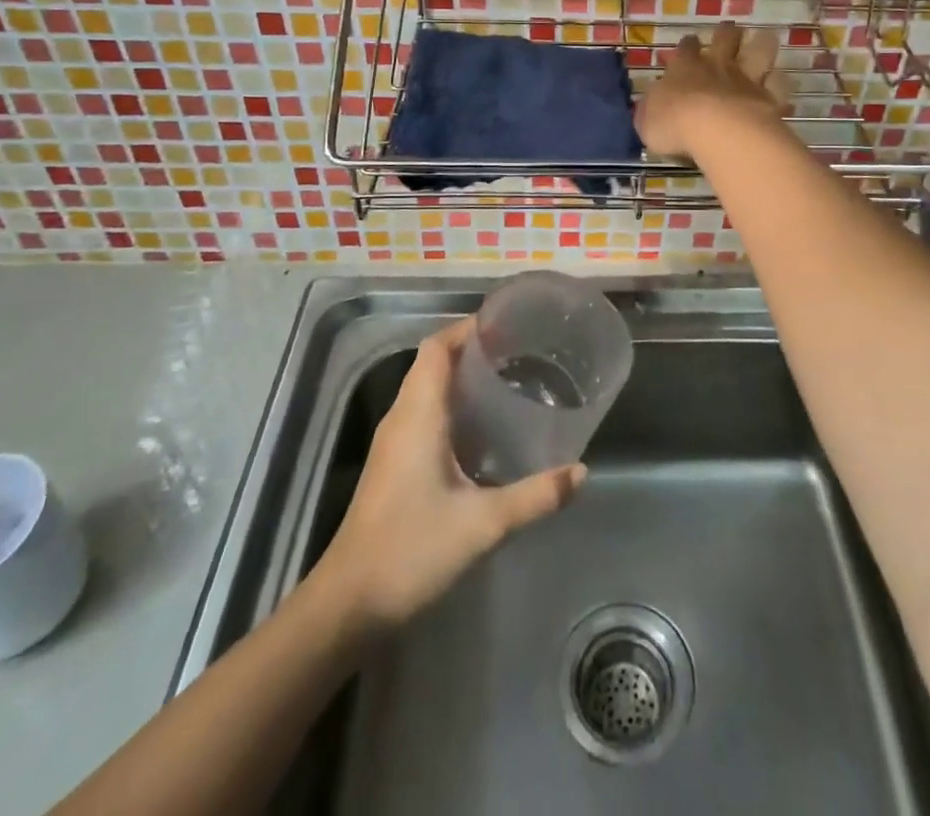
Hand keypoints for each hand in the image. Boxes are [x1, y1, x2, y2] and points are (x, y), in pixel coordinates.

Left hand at [316, 318, 584, 627]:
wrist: (348, 604)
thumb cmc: (411, 550)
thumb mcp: (482, 523)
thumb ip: (534, 496)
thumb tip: (581, 472)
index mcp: (418, 414)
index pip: (437, 347)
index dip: (468, 328)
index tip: (508, 325)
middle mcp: (402, 417)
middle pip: (433, 361)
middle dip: (472, 349)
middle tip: (520, 350)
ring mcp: (394, 441)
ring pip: (427, 387)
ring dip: (462, 376)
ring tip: (509, 379)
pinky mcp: (393, 464)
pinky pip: (425, 413)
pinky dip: (453, 404)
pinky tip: (484, 427)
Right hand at [635, 22, 790, 158]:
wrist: (716, 130)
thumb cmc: (673, 123)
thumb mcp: (647, 120)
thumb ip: (652, 108)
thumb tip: (654, 102)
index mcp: (684, 68)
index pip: (686, 48)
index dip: (688, 45)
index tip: (690, 44)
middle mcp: (717, 66)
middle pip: (725, 38)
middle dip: (727, 33)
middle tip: (730, 30)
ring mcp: (746, 78)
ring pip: (759, 51)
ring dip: (761, 45)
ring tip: (764, 41)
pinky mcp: (769, 96)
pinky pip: (778, 84)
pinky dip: (779, 83)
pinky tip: (780, 85)